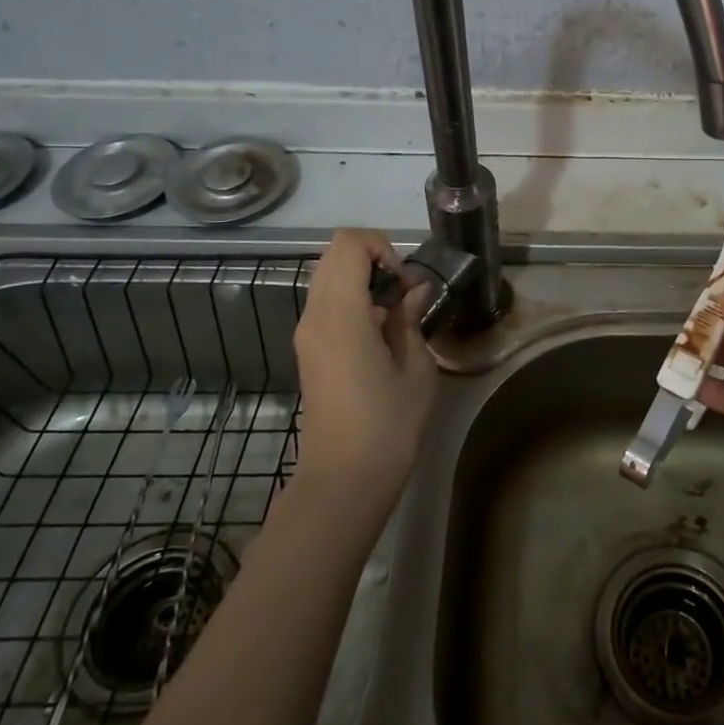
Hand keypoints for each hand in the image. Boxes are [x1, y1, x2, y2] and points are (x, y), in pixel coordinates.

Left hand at [292, 229, 437, 508]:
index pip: (348, 244)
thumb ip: (411, 319)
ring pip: (329, 278)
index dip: (382, 247)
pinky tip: (381, 334)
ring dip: (363, 280)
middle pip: (335, 255)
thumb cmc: (388, 424)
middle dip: (373, 259)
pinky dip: (354, 301)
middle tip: (405, 291)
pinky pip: (327, 304)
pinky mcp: (309, 351)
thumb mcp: (416, 368)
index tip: (406, 281)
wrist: (344, 480)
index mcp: (341, 314)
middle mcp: (315, 316)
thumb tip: (414, 292)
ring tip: (396, 313)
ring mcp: (307, 334)